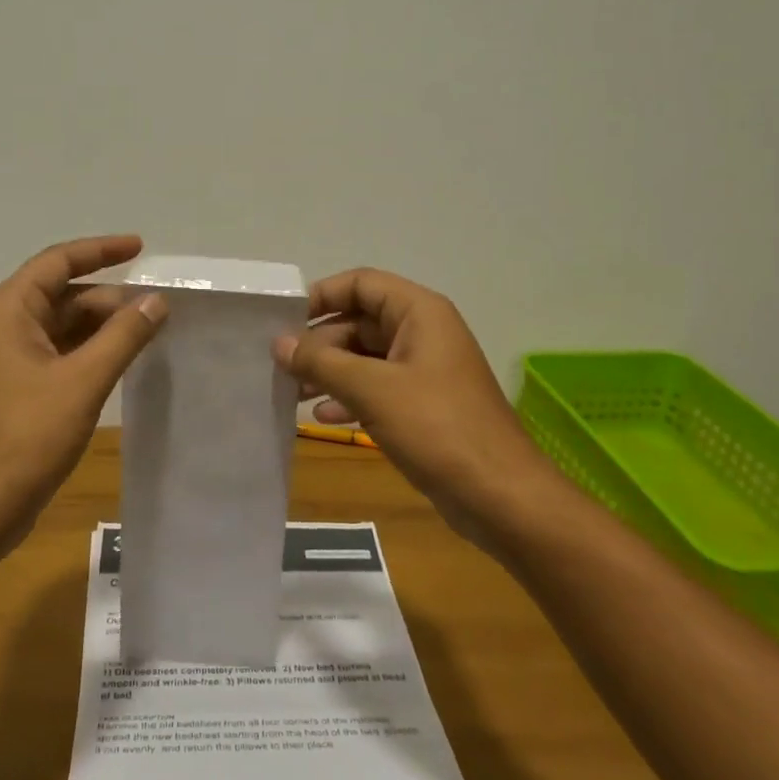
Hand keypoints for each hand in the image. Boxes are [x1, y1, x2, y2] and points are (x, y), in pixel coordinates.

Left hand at [0, 235, 166, 543]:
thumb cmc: (25, 437)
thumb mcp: (83, 381)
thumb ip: (124, 336)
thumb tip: (156, 301)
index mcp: (8, 311)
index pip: (58, 262)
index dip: (101, 250)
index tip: (140, 248)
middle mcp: (1, 327)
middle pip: (61, 295)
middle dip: (108, 298)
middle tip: (156, 309)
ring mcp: (4, 361)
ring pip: (60, 327)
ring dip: (100, 327)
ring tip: (146, 334)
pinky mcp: (12, 391)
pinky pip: (56, 355)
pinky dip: (87, 353)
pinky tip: (118, 364)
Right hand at [274, 268, 540, 539]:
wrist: (499, 495)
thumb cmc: (436, 427)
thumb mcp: (372, 389)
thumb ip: (321, 362)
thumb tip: (279, 343)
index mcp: (419, 313)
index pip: (361, 284)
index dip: (322, 295)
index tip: (284, 321)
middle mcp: (423, 333)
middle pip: (359, 321)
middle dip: (320, 343)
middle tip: (281, 366)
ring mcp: (424, 370)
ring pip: (365, 357)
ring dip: (329, 372)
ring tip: (292, 392)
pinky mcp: (423, 405)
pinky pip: (377, 388)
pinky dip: (349, 397)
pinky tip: (322, 417)